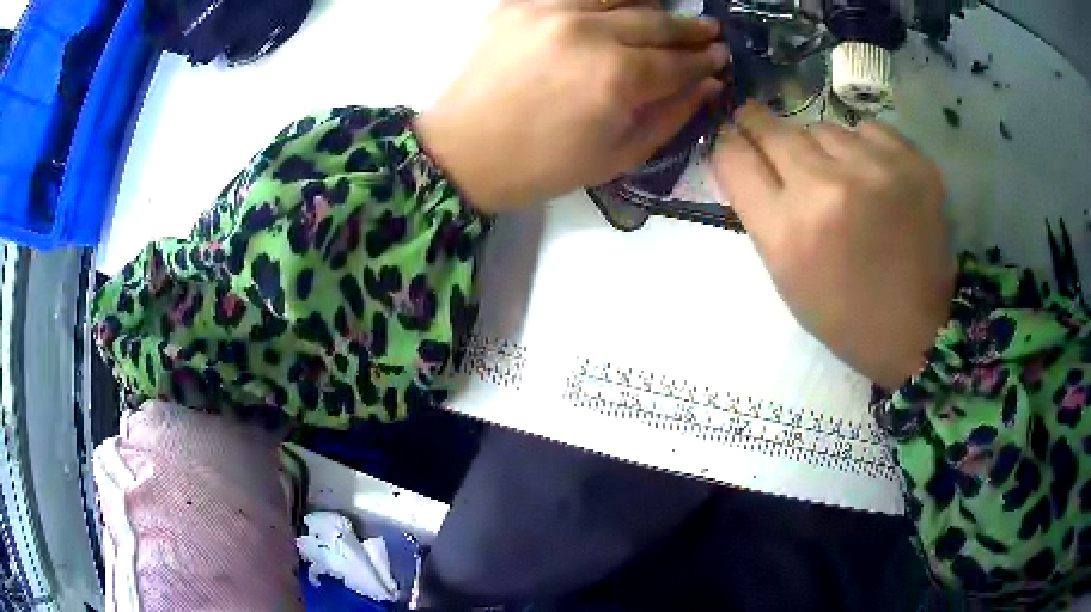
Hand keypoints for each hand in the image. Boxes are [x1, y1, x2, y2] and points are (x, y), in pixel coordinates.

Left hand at [415, 0, 728, 212]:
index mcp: (617, 78)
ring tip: (665, 13)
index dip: (704, 59)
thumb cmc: (544, 165)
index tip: (720, 56)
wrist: (465, 152)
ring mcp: (551, 11)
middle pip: (655, 21)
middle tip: (708, 31)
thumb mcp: (619, 156)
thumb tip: (707, 84)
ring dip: (651, 4)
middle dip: (689, 29)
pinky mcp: (520, 4)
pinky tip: (617, 7)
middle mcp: (589, 33)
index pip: (677, 60)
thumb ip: (671, 116)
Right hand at [712, 104, 955, 389]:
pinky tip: (873, 177)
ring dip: (820, 148)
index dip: (727, 142)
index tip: (734, 136)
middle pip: (773, 129)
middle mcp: (827, 189)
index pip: (734, 157)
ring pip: (822, 128)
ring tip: (840, 178)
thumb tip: (745, 155)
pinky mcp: (913, 163)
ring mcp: (875, 170)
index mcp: (788, 231)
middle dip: (761, 128)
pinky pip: (866, 130)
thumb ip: (761, 211)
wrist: (917, 330)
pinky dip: (862, 147)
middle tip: (768, 131)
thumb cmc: (844, 314)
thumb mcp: (785, 274)